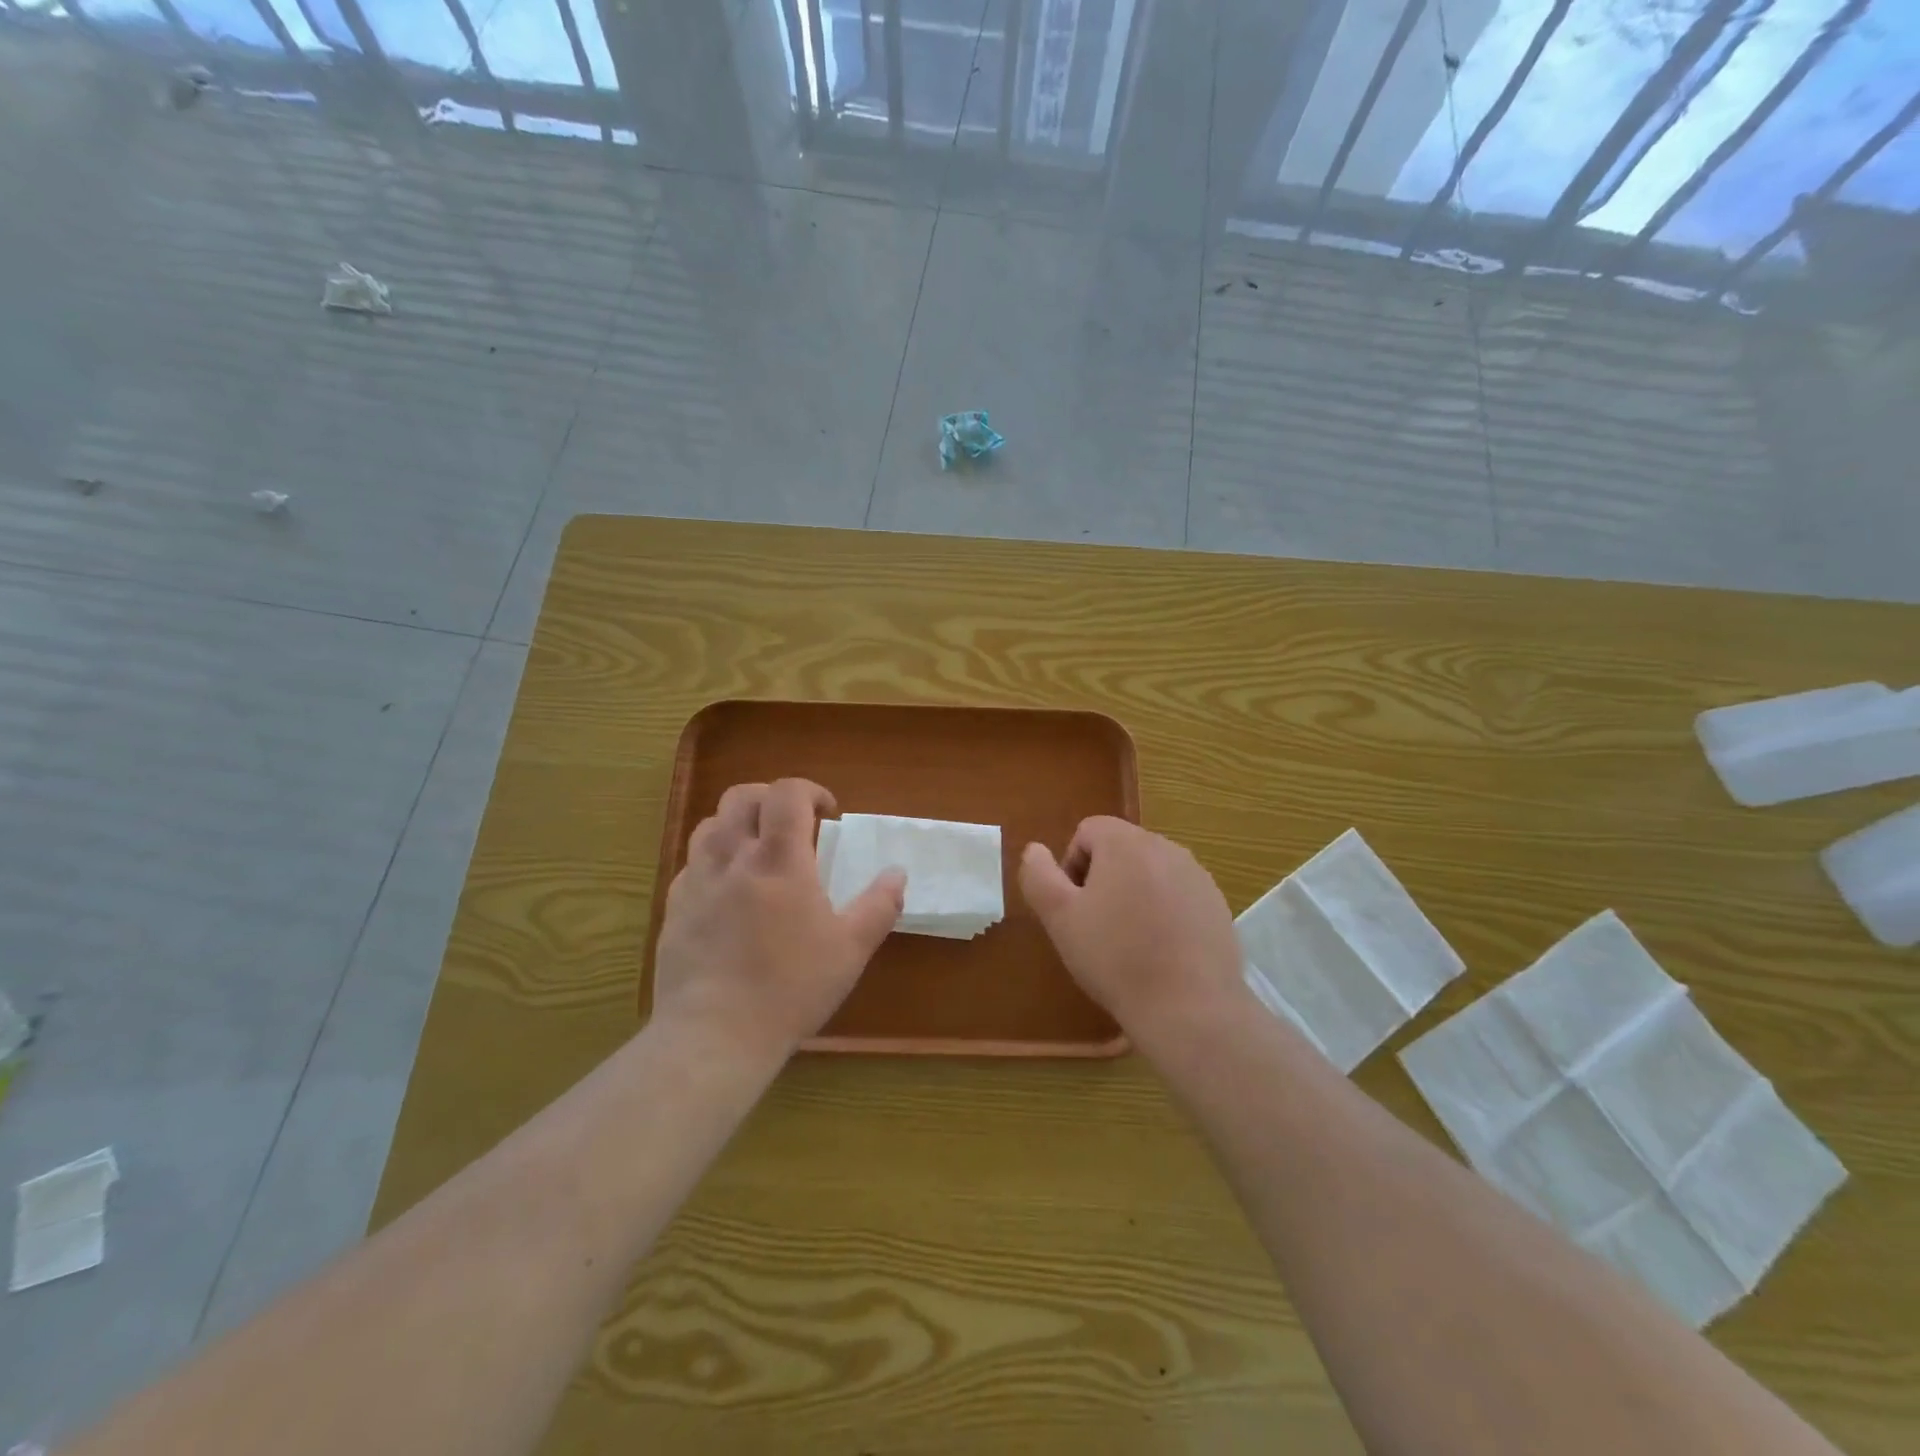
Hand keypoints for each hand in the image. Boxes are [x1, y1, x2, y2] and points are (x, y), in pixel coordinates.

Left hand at [653, 779, 904, 1059]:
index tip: (828, 814)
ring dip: (739, 824)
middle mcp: (732, 857)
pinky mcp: (673, 908)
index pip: (787, 793)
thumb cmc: (790, 988)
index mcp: (778, 859)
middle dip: (771, 798)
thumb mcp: (850, 949)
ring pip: (710, 825)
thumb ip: (879, 905)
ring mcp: (696, 881)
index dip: (810, 791)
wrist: (714, 1035)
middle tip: (793, 824)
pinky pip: (691, 864)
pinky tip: (729, 892)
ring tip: (759, 851)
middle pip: (741, 796)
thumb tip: (897, 874)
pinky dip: (714, 860)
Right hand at [1019, 817, 1243, 1034]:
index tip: (1074, 907)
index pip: (1088, 831)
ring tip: (1130, 942)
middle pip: (1120, 849)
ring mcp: (1197, 875)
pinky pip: (1178, 895)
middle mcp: (1165, 846)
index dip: (1071, 866)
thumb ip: (1038, 875)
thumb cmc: (1115, 958)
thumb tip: (1035, 850)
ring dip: (1134, 895)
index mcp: (1125, 842)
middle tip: (1097, 927)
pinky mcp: (1216, 903)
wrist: (1189, 1008)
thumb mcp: (1059, 918)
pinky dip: (1164, 912)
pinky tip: (1162, 951)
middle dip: (1103, 879)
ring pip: (1150, 872)